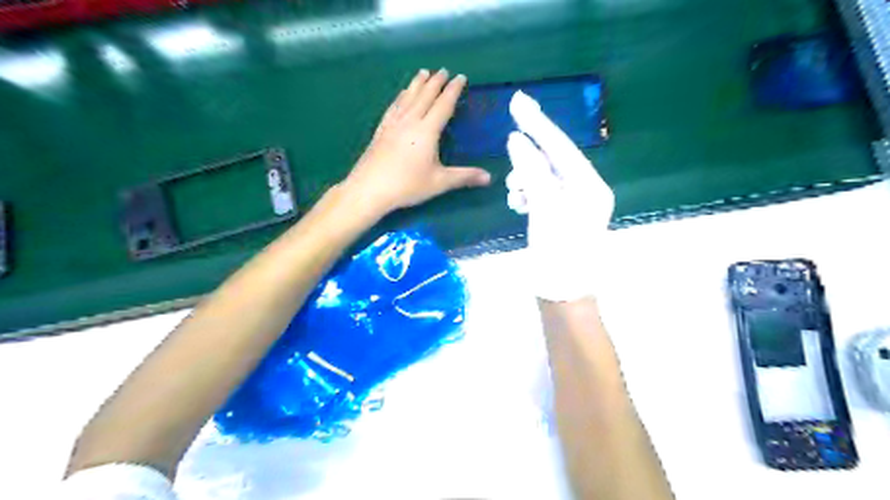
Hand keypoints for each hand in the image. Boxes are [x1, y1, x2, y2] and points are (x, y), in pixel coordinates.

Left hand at [342, 68, 493, 217]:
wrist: (369, 189)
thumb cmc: (407, 185)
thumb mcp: (439, 182)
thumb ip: (464, 177)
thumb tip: (489, 177)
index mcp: (427, 131)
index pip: (443, 105)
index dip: (453, 90)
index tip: (460, 77)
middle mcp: (410, 121)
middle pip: (425, 96)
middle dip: (436, 82)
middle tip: (443, 70)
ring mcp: (393, 124)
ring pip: (408, 97)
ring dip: (417, 84)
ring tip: (423, 73)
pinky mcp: (381, 130)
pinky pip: (394, 107)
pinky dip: (401, 97)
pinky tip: (401, 94)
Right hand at [507, 88, 611, 299]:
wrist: (562, 294)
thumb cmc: (559, 251)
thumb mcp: (545, 207)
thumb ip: (532, 171)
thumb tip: (517, 139)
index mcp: (590, 185)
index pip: (561, 147)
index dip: (539, 124)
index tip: (519, 101)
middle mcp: (584, 191)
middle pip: (552, 160)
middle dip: (529, 154)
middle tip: (508, 137)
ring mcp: (570, 205)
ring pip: (542, 178)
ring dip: (525, 179)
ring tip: (513, 192)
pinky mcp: (557, 217)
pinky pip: (539, 194)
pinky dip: (526, 194)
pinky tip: (517, 202)